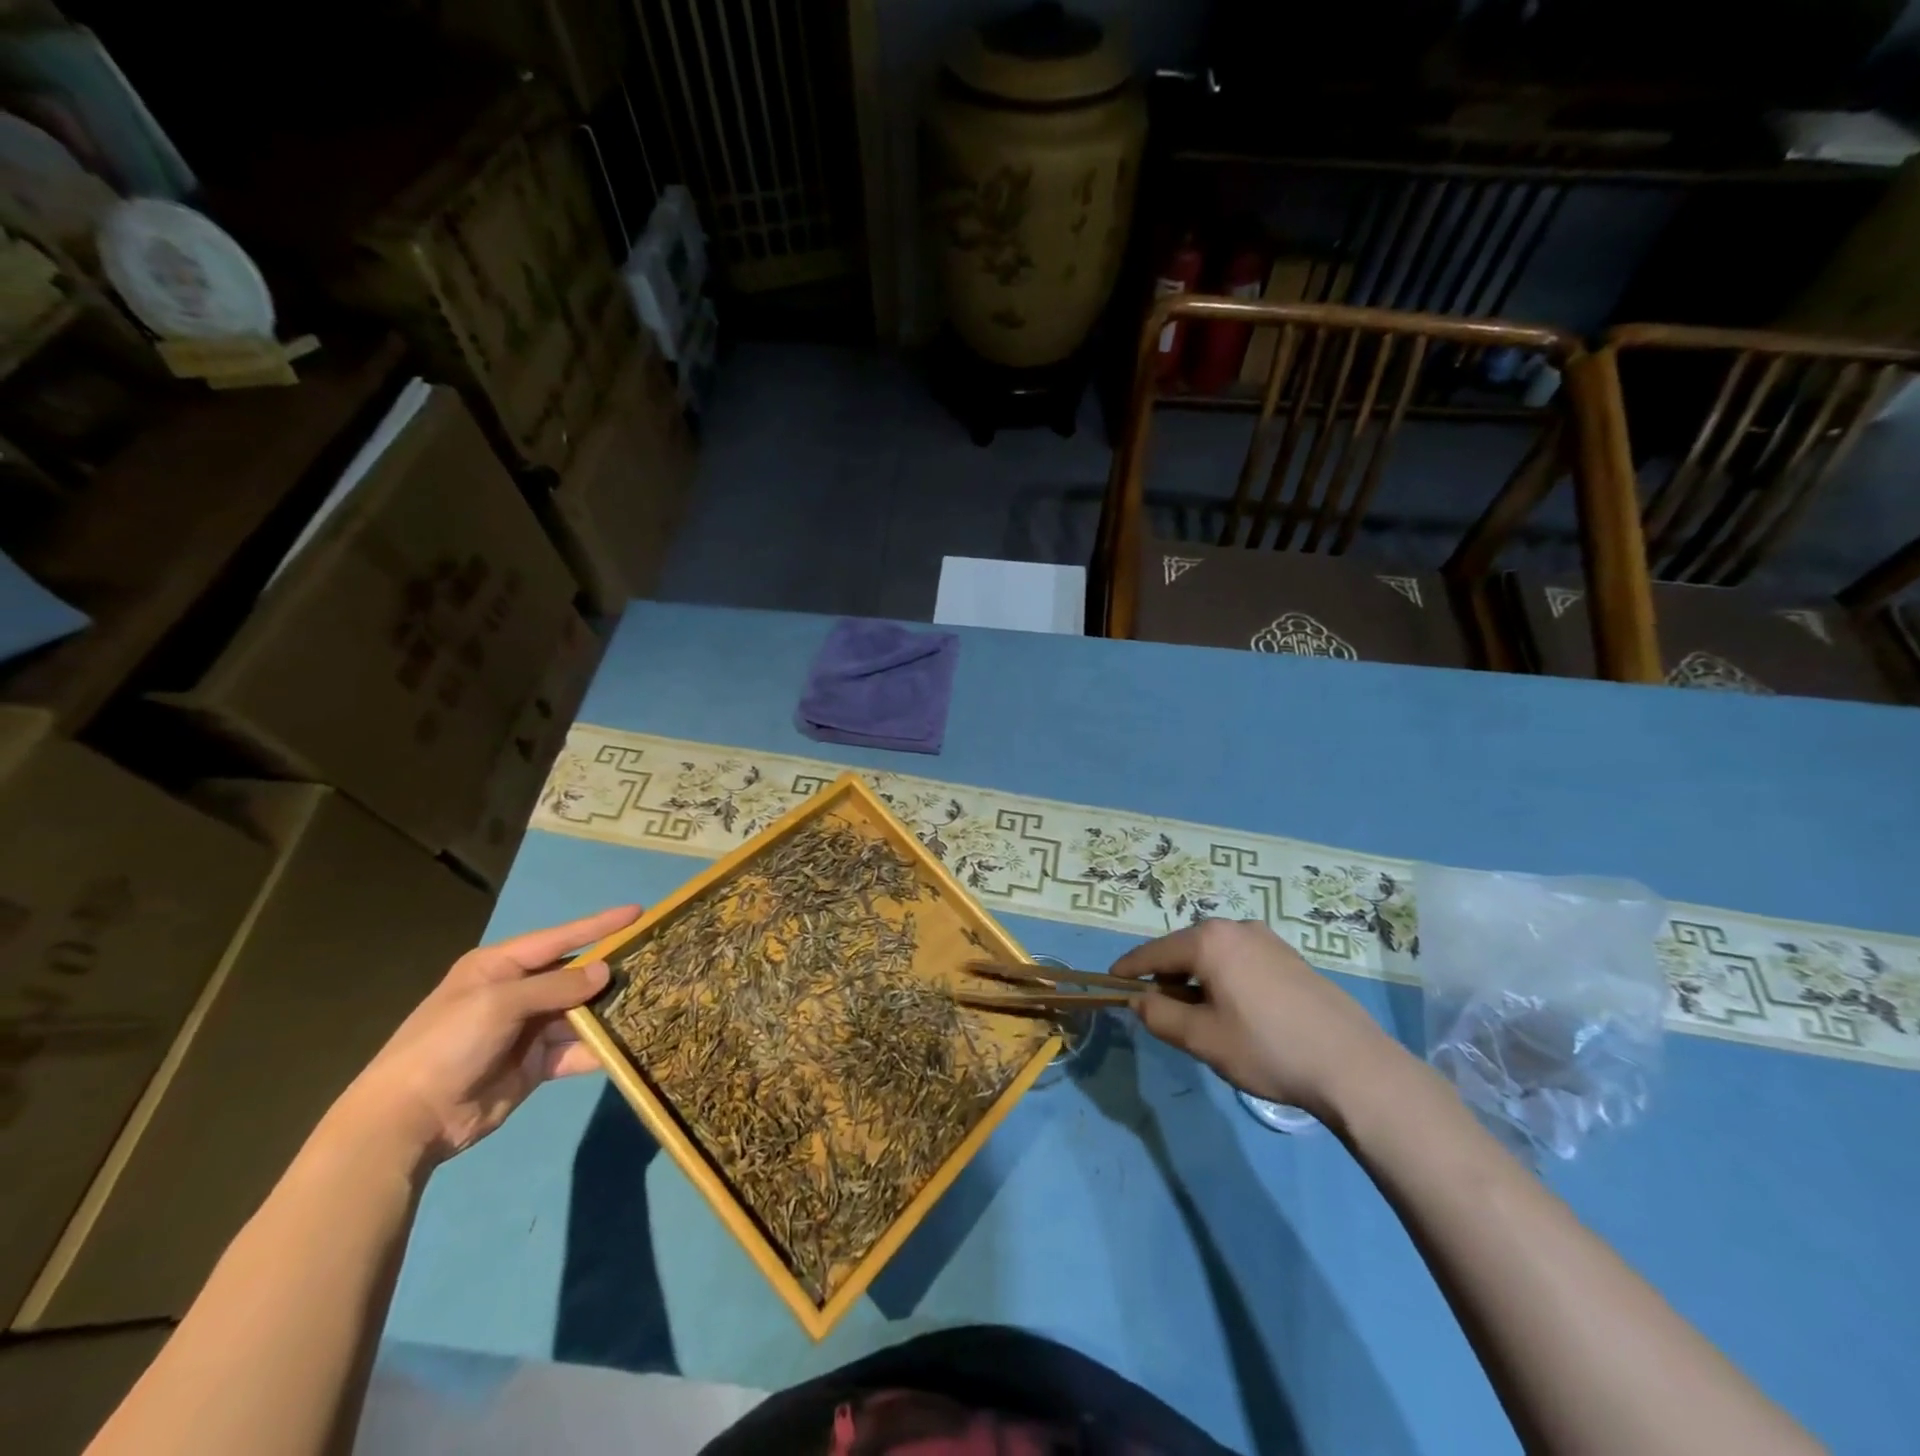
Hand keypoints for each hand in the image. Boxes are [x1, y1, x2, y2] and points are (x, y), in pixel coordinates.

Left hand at [341, 905, 641, 1164]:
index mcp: (500, 967)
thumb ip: (556, 986)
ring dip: (609, 1012)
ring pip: (581, 1013)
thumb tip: (605, 971)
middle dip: (610, 971)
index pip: (560, 938)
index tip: (638, 912)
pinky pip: (575, 1049)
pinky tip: (626, 1046)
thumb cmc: (448, 1045)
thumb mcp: (499, 1004)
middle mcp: (517, 993)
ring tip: (652, 1002)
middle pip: (575, 976)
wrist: (407, 1121)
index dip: (599, 926)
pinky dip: (598, 1049)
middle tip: (655, 961)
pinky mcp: (536, 1064)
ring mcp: (527, 1030)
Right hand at [1113, 918, 1403, 1115]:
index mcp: (1209, 941)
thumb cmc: (1267, 1049)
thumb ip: (1160, 1016)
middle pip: (1185, 949)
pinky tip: (1239, 1013)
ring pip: (1215, 955)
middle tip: (1163, 1013)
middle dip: (1168, 978)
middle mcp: (1236, 928)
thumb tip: (1139, 1001)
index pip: (1154, 952)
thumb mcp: (1202, 1039)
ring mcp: (1268, 940)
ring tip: (1203, 1018)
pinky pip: (1241, 961)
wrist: (1353, 1066)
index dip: (1130, 969)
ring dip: (1198, 980)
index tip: (1112, 981)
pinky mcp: (1291, 957)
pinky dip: (1226, 978)